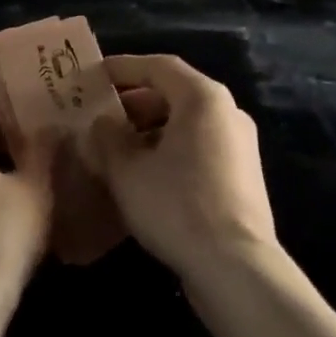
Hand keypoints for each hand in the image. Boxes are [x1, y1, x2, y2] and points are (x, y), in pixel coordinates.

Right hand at [90, 55, 276, 284]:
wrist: (236, 269)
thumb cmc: (177, 205)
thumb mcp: (127, 169)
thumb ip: (107, 137)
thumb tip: (101, 123)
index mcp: (203, 98)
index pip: (158, 66)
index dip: (123, 67)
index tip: (93, 76)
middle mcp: (228, 112)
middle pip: (174, 93)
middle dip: (133, 103)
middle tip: (99, 116)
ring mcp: (240, 145)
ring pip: (186, 123)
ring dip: (149, 130)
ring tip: (115, 148)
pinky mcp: (243, 177)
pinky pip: (199, 147)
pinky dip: (169, 150)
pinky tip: (143, 175)